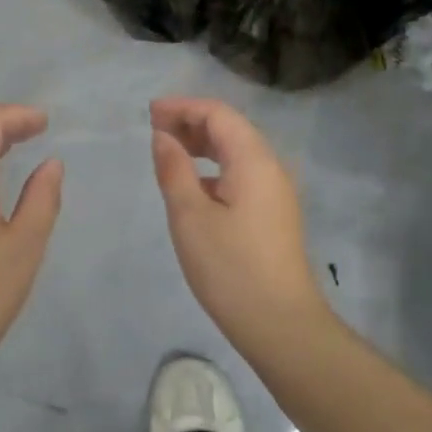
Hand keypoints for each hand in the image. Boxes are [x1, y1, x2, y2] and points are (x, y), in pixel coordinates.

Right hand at [150, 97, 334, 352]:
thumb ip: (174, 169)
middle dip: (192, 122)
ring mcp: (276, 191)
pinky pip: (243, 173)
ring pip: (238, 152)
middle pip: (231, 128)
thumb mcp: (190, 216)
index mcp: (254, 160)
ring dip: (203, 144)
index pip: (218, 114)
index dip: (183, 107)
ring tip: (169, 151)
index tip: (150, 113)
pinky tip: (194, 185)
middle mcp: (271, 167)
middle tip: (154, 130)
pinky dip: (215, 167)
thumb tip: (163, 137)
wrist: (280, 324)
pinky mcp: (274, 213)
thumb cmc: (230, 267)